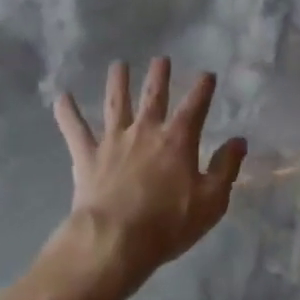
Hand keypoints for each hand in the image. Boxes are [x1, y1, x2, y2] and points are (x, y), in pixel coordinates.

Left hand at [49, 59, 246, 294]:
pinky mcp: (88, 156)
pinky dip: (67, 112)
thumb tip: (239, 141)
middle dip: (159, 75)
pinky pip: (75, 129)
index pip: (195, 106)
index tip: (207, 74)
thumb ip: (226, 168)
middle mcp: (145, 130)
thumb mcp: (211, 201)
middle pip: (153, 95)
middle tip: (161, 58)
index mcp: (177, 140)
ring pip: (116, 103)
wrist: (116, 240)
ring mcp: (114, 140)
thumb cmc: (168, 224)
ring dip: (117, 82)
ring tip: (118, 65)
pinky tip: (61, 96)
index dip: (203, 88)